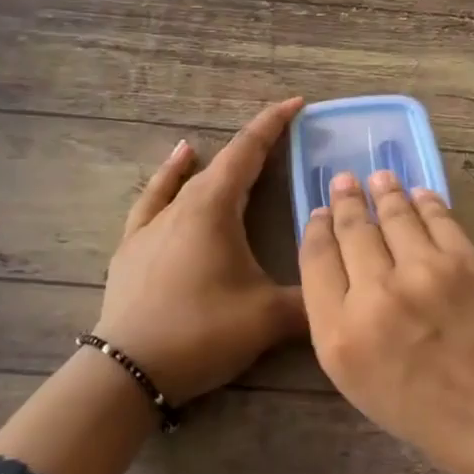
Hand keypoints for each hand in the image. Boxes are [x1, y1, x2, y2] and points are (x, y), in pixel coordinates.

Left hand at [93, 98, 307, 404]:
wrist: (129, 370)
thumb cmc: (202, 331)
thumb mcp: (268, 318)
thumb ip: (311, 299)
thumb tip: (343, 293)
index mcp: (214, 207)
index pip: (248, 151)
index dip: (274, 124)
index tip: (297, 102)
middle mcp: (181, 205)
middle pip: (222, 163)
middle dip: (254, 146)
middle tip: (283, 137)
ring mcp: (151, 225)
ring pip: (187, 180)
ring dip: (213, 162)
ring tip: (224, 147)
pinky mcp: (132, 247)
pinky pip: (154, 199)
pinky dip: (168, 178)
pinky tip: (174, 165)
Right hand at [299, 169, 473, 473]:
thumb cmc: (432, 418)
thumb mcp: (363, 387)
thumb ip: (342, 330)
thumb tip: (342, 277)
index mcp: (340, 336)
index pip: (316, 262)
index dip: (315, 231)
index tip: (317, 214)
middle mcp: (374, 295)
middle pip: (351, 231)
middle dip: (345, 202)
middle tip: (343, 181)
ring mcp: (422, 272)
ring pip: (393, 215)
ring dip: (383, 192)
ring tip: (378, 178)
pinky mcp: (464, 259)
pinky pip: (437, 217)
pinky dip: (425, 201)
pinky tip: (419, 193)